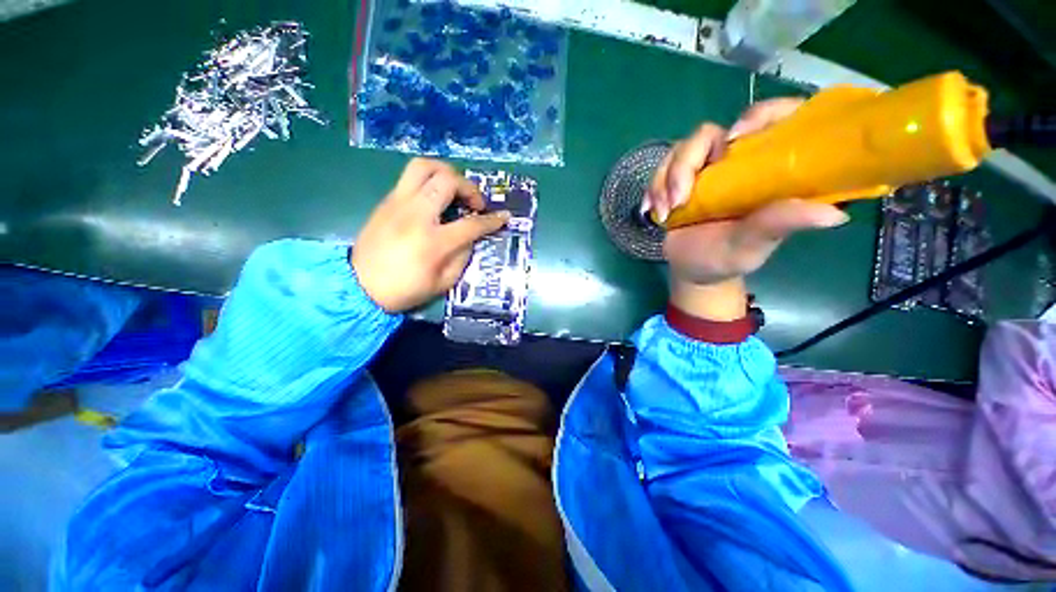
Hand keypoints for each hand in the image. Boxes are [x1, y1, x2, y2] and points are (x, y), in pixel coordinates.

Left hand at [352, 158, 509, 312]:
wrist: (358, 286)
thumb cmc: (404, 289)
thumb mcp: (443, 283)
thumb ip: (462, 256)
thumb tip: (471, 236)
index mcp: (433, 242)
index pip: (471, 224)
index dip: (492, 220)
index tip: (503, 217)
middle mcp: (416, 215)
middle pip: (447, 180)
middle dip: (469, 187)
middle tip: (474, 203)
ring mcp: (398, 203)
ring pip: (423, 166)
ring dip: (446, 173)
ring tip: (454, 189)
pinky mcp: (386, 201)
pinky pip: (410, 178)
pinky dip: (429, 182)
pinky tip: (434, 199)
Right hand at [646, 99, 849, 319]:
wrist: (691, 269)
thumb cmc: (727, 258)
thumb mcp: (754, 245)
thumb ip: (779, 224)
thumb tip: (834, 214)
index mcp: (766, 170)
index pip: (775, 119)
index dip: (760, 115)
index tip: (735, 139)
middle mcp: (736, 162)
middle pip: (709, 134)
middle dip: (686, 163)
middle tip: (679, 198)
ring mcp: (704, 170)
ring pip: (680, 151)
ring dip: (665, 180)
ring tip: (665, 213)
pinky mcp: (680, 180)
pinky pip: (661, 169)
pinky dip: (653, 188)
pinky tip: (653, 211)